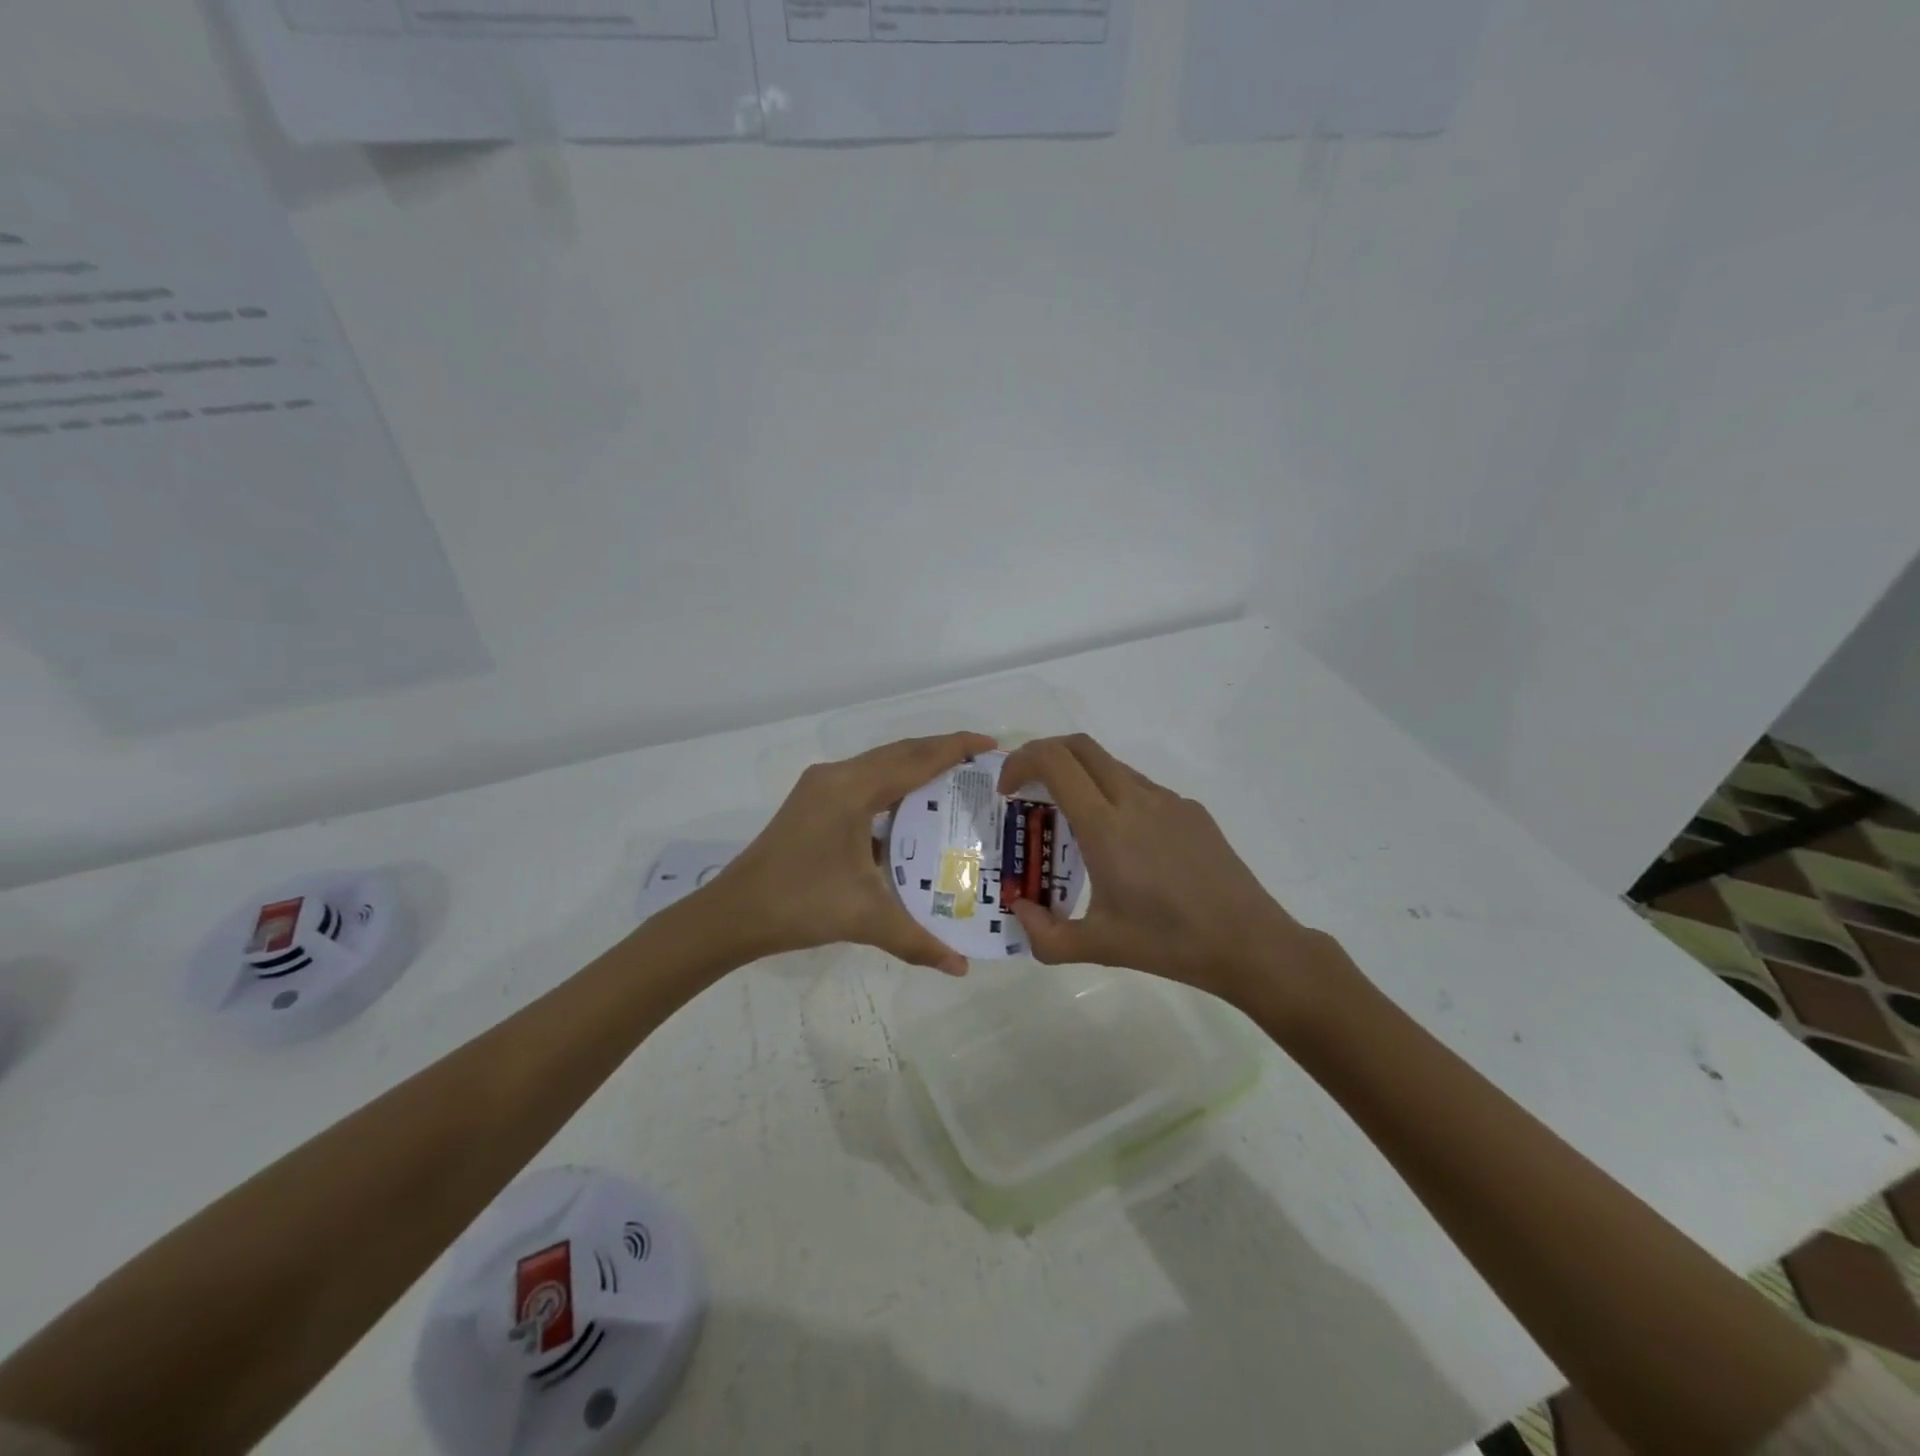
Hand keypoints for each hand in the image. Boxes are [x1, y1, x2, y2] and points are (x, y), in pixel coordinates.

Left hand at [702, 732, 996, 975]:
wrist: (733, 913)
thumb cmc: (799, 904)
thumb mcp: (864, 918)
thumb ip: (917, 940)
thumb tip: (960, 967)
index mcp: (852, 790)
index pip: (915, 759)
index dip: (956, 748)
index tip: (992, 745)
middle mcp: (837, 777)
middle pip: (899, 752)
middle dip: (941, 751)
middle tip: (982, 763)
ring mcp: (820, 786)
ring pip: (880, 763)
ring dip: (916, 765)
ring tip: (955, 778)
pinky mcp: (812, 801)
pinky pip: (865, 779)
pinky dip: (894, 783)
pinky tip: (910, 808)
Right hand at [996, 734, 1320, 1002]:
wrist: (1249, 943)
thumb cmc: (1169, 943)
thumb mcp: (1098, 947)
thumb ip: (1044, 935)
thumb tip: (1019, 912)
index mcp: (1106, 827)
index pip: (1054, 762)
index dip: (1021, 762)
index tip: (1007, 791)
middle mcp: (1135, 800)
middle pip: (1080, 746)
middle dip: (1044, 755)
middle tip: (1028, 790)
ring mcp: (1168, 801)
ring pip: (1111, 765)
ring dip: (1080, 776)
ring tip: (1071, 821)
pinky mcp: (1191, 811)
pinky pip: (1140, 787)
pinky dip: (1112, 794)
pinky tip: (1121, 843)